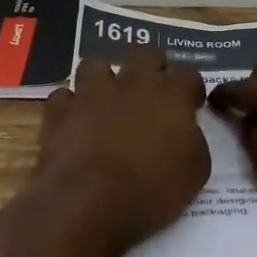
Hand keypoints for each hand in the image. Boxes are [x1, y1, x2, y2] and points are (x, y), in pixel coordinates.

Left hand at [34, 48, 210, 250]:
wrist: (89, 201)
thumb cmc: (152, 190)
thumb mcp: (195, 172)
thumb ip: (193, 140)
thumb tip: (185, 131)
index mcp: (171, 94)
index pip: (189, 73)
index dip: (190, 89)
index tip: (191, 106)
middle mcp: (132, 82)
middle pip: (146, 55)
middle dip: (151, 69)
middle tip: (152, 96)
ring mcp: (92, 93)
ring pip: (96, 65)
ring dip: (104, 79)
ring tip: (107, 101)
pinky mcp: (60, 110)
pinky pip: (64, 96)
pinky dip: (70, 107)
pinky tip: (75, 123)